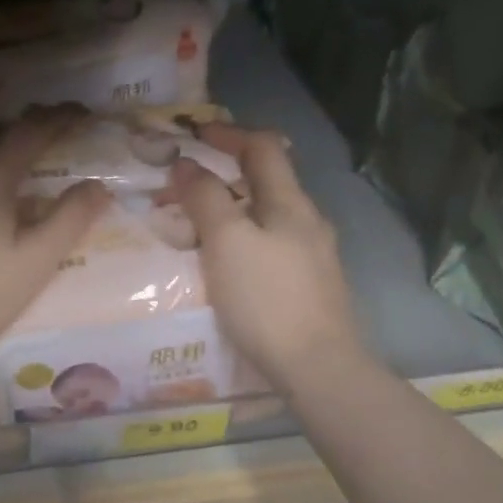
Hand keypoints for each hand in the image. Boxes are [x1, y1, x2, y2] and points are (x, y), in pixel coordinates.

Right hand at [169, 127, 367, 390]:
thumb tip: (186, 165)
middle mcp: (307, 222)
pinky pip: (269, 247)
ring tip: (195, 227)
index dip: (228, 134)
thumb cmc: (268, 298)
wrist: (318, 368)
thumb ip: (205, 199)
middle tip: (184, 186)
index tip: (194, 135)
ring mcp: (312, 256)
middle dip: (225, 175)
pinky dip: (242, 240)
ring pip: (266, 216)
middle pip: (266, 181)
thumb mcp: (227, 242)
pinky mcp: (309, 286)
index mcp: (291, 203)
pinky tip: (224, 265)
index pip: (263, 147)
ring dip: (232, 210)